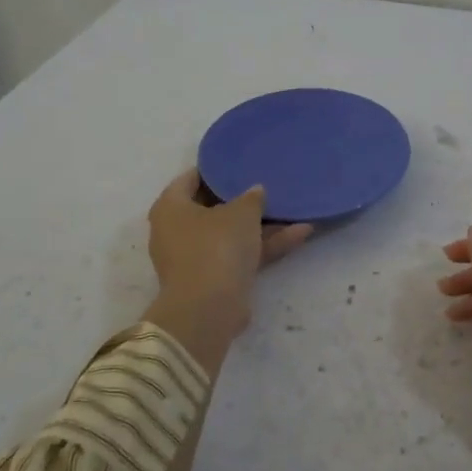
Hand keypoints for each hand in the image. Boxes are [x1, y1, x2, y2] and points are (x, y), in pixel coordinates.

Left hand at [142, 168, 312, 370]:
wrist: (210, 309)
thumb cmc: (216, 246)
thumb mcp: (241, 212)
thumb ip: (251, 197)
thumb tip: (255, 191)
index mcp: (170, 207)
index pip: (190, 178)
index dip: (214, 169)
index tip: (238, 162)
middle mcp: (176, 231)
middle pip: (211, 208)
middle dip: (241, 199)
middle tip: (266, 184)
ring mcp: (195, 258)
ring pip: (231, 234)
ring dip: (261, 225)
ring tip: (293, 208)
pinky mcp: (214, 280)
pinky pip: (240, 255)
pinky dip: (265, 246)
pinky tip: (301, 233)